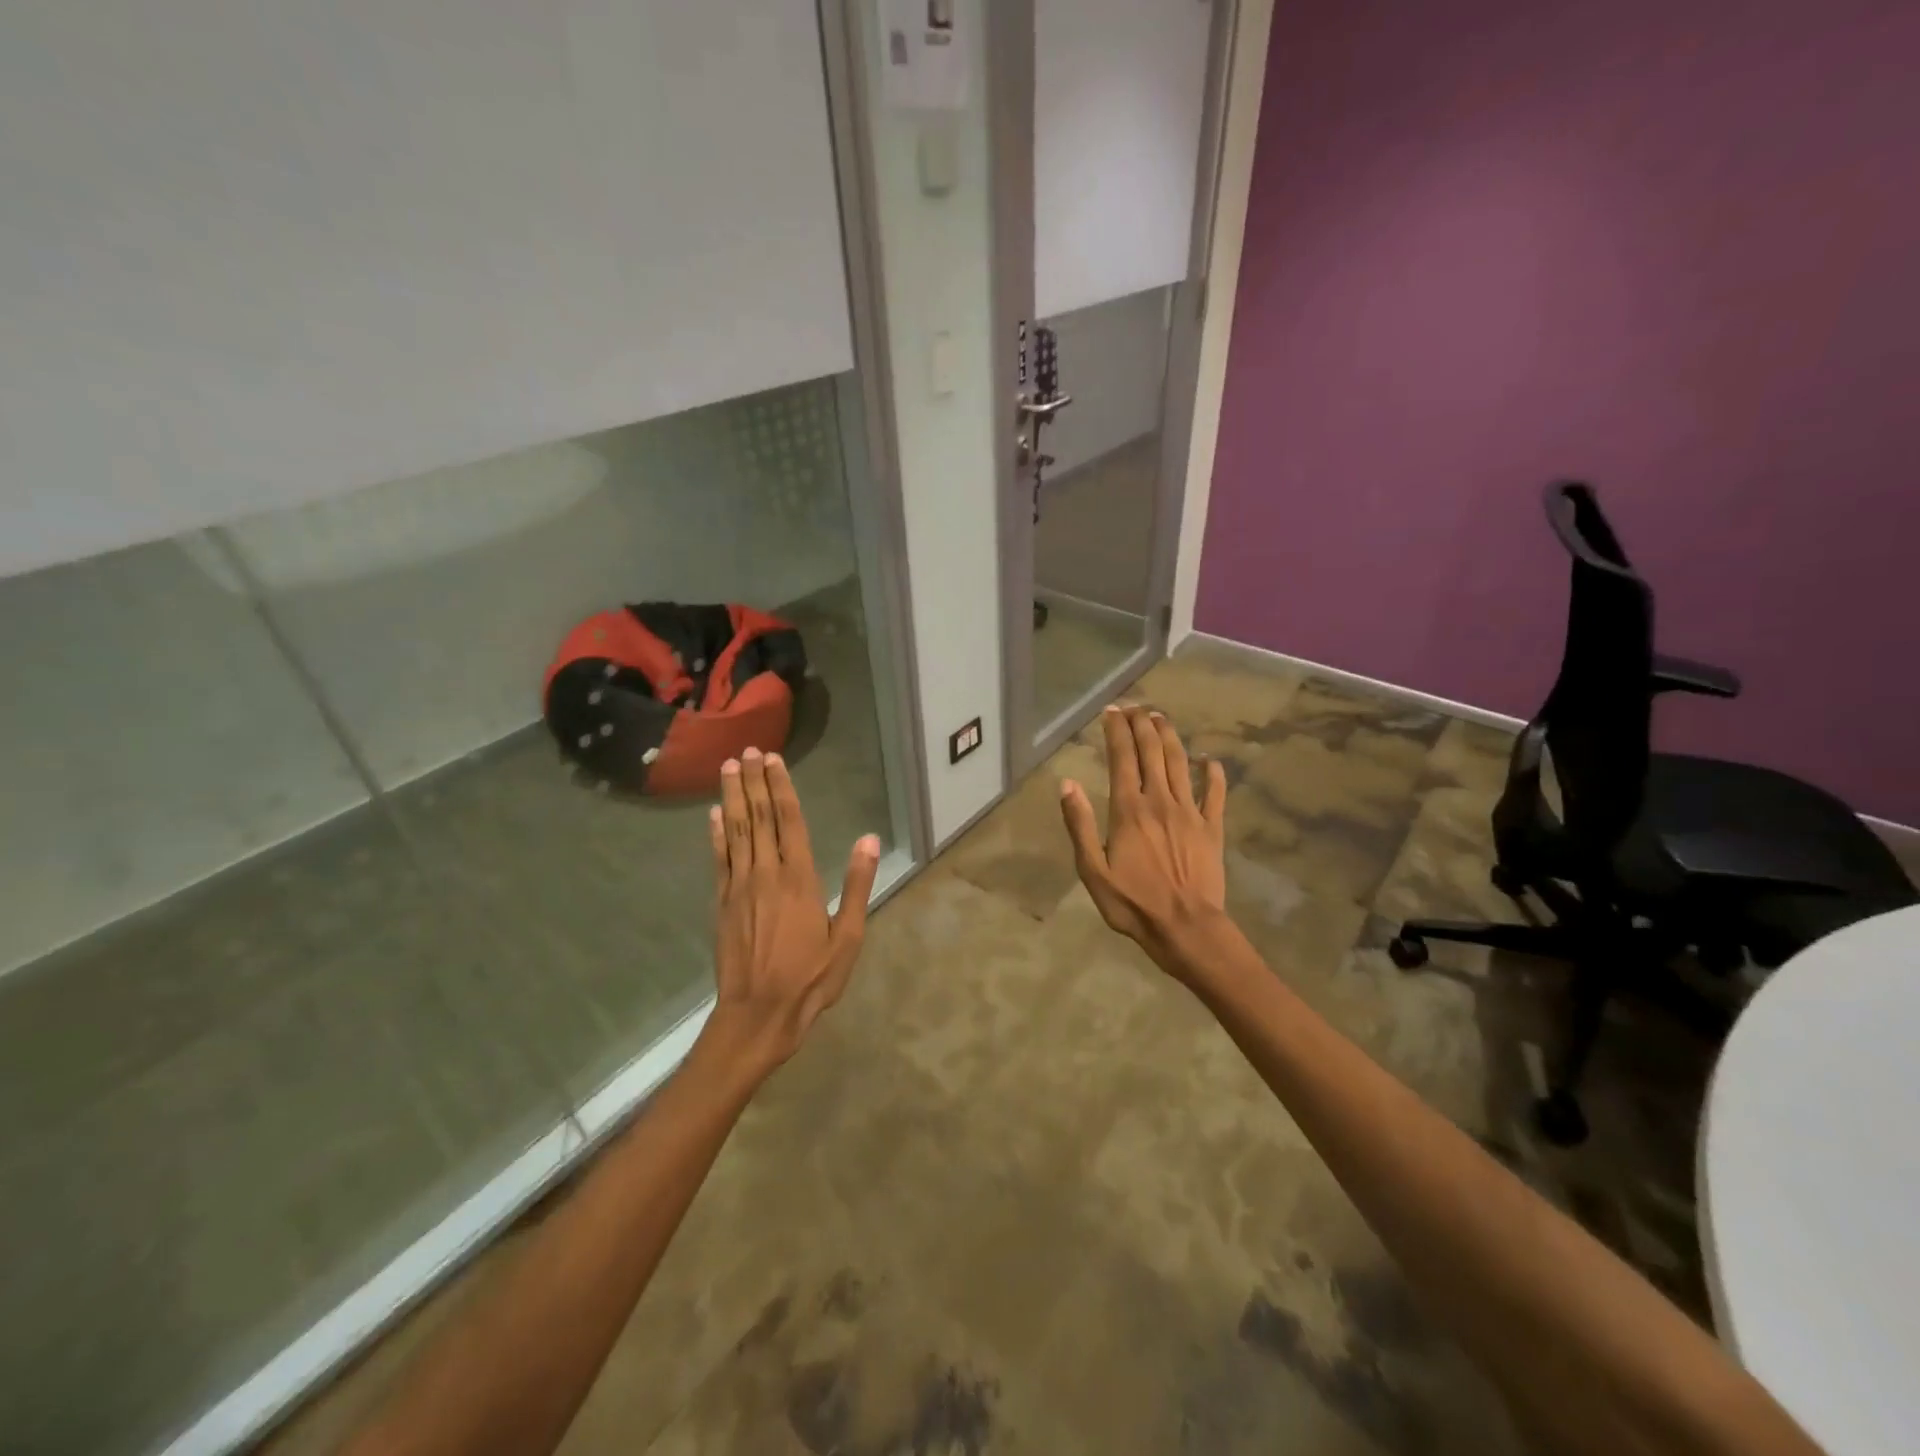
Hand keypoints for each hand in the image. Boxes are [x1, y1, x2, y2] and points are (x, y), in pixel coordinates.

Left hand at [700, 747, 879, 1080]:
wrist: (758, 1015)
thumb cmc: (810, 978)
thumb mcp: (847, 937)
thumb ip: (856, 885)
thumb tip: (868, 839)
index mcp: (800, 878)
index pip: (790, 821)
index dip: (781, 787)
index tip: (773, 759)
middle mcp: (767, 873)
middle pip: (759, 817)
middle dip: (753, 782)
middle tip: (747, 751)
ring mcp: (739, 887)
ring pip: (735, 831)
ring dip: (732, 797)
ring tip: (728, 768)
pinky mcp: (722, 903)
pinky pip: (719, 859)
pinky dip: (715, 834)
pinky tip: (713, 814)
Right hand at [1060, 705, 1229, 976]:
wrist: (1186, 928)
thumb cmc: (1133, 903)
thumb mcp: (1092, 870)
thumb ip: (1080, 825)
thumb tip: (1067, 784)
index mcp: (1129, 810)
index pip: (1121, 759)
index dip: (1116, 731)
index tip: (1111, 711)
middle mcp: (1160, 801)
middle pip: (1152, 752)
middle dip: (1142, 725)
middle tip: (1135, 706)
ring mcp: (1190, 813)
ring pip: (1180, 764)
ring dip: (1170, 737)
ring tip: (1161, 718)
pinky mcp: (1212, 828)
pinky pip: (1215, 794)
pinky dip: (1213, 774)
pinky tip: (1209, 761)